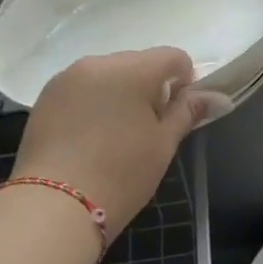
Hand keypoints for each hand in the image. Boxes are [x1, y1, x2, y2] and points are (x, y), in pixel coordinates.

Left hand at [12, 48, 228, 239]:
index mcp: (133, 69)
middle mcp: (98, 63)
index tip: (177, 111)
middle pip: (137, 62)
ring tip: (115, 135)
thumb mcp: (163, 144)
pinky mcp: (44, 97)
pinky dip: (92, 102)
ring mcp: (66, 78)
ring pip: (107, 75)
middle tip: (147, 128)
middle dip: (149, 86)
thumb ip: (187, 112)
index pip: (172, 57)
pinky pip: (81, 88)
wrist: (54, 207)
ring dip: (119, 93)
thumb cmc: (121, 174)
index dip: (183, 80)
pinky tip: (90, 137)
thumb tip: (217, 97)